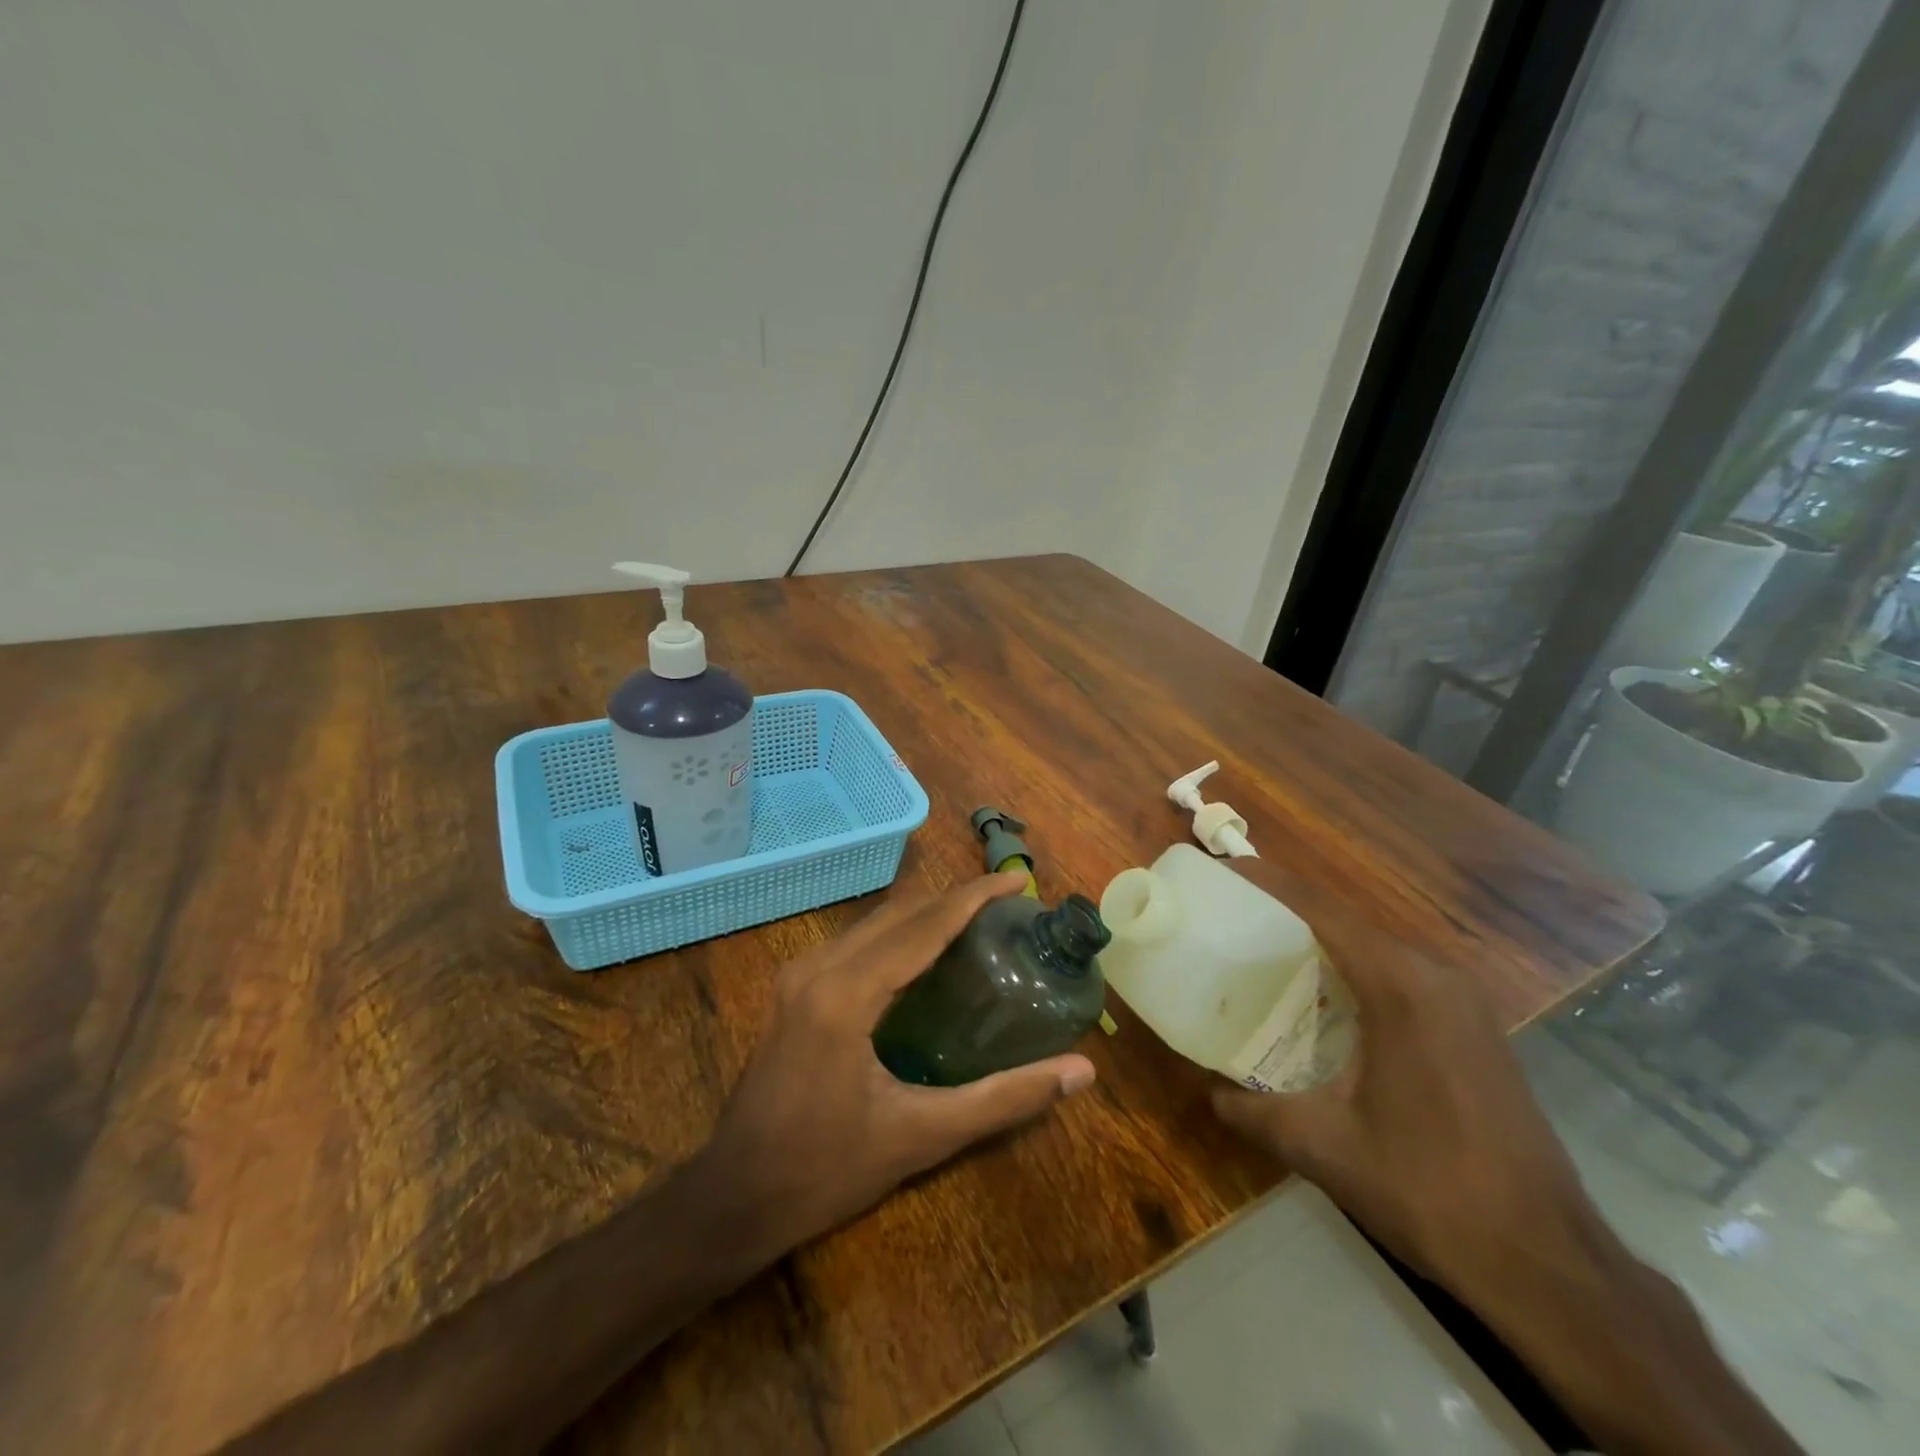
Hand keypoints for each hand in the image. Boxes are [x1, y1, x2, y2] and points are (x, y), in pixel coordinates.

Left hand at [693, 872, 1096, 1258]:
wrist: (734, 1197)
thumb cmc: (828, 1170)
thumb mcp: (923, 1136)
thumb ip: (1004, 1099)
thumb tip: (1081, 1072)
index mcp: (847, 993)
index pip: (924, 925)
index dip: (975, 897)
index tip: (1017, 880)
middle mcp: (818, 967)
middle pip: (899, 913)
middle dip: (954, 899)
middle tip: (1006, 903)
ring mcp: (799, 974)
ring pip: (875, 922)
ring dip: (925, 913)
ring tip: (977, 921)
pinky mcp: (792, 988)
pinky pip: (856, 941)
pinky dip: (898, 934)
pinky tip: (926, 954)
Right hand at [1209, 858, 1600, 1298]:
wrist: (1550, 1266)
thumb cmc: (1430, 1191)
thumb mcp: (1323, 1149)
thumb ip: (1253, 1111)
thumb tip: (1209, 1092)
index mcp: (1400, 986)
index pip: (1320, 909)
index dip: (1267, 881)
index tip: (1221, 870)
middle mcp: (1436, 977)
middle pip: (1347, 920)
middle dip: (1286, 910)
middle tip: (1230, 917)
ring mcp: (1464, 1001)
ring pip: (1376, 947)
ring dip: (1321, 941)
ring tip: (1263, 952)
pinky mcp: (1475, 1028)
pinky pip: (1401, 975)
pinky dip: (1353, 970)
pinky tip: (1322, 1002)